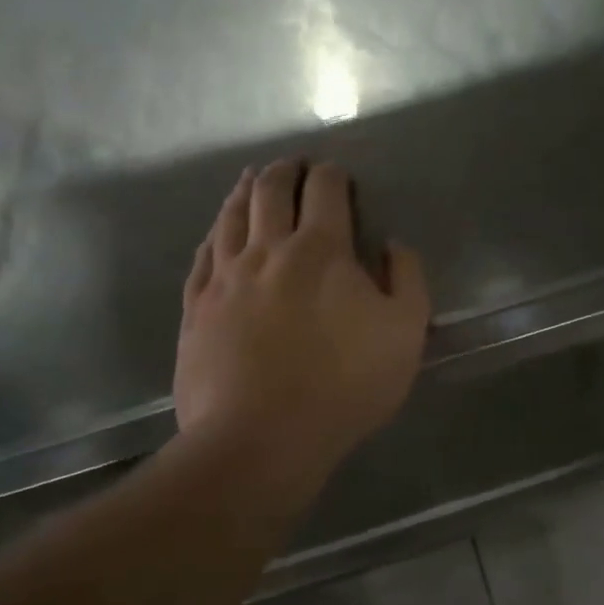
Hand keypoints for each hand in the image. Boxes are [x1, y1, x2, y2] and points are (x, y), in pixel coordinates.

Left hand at [175, 159, 430, 480]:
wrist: (259, 439)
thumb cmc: (342, 386)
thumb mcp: (405, 333)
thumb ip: (407, 279)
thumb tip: (393, 244)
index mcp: (320, 249)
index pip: (325, 190)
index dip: (333, 174)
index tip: (337, 174)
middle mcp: (267, 249)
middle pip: (271, 190)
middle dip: (285, 170)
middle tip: (293, 165)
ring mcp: (225, 277)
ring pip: (231, 216)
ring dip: (245, 191)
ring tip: (252, 179)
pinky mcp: (196, 308)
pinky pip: (203, 255)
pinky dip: (214, 233)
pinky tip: (216, 232)